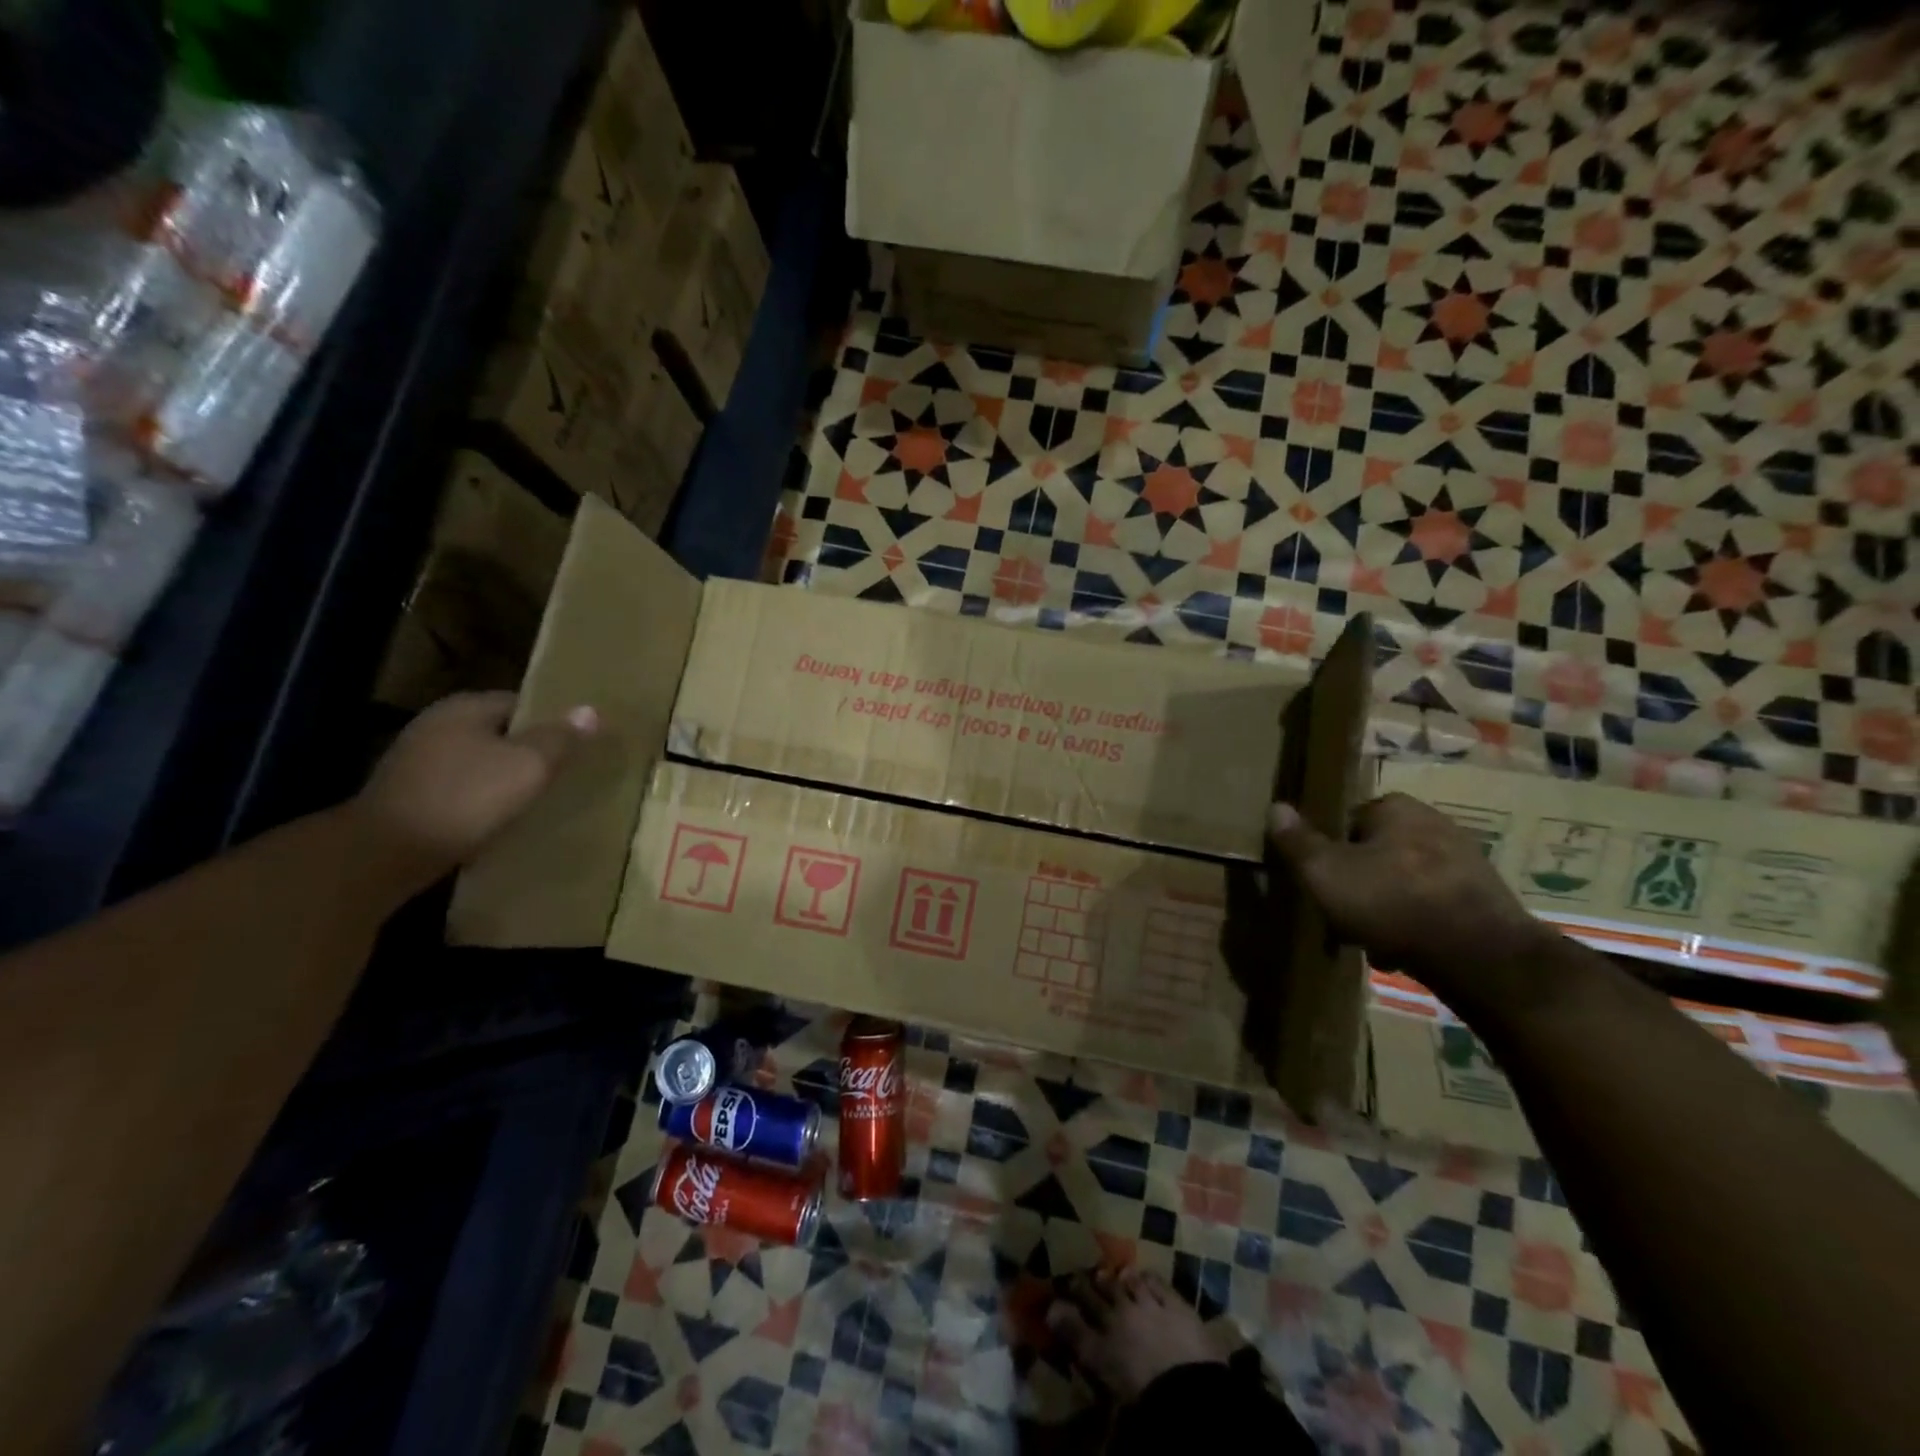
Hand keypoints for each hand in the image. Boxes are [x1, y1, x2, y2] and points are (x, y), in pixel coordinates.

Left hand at [352, 691, 596, 891]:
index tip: (578, 745)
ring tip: (538, 797)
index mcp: (465, 707)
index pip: (522, 703)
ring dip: (505, 777)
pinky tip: (501, 818)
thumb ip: (561, 738)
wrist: (385, 853)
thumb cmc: (466, 798)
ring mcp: (417, 760)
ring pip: (480, 761)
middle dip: (530, 750)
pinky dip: (482, 798)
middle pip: (499, 732)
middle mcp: (437, 725)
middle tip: (565, 772)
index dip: (553, 722)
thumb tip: (591, 710)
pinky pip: (461, 788)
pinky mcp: (409, 794)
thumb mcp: (528, 765)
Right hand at [1266, 793, 1551, 1007]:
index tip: (1321, 884)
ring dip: (1386, 908)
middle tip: (1343, 916)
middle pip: (1376, 853)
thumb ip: (1297, 841)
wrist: (1482, 956)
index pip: (1346, 821)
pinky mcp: (1486, 897)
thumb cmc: (1391, 901)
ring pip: (1404, 882)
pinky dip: (1417, 924)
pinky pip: (1434, 905)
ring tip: (1373, 941)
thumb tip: (1275, 806)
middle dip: (1359, 884)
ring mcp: (1466, 859)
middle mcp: (1434, 821)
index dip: (1329, 853)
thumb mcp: (1324, 872)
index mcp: (1395, 807)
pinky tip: (1407, 951)